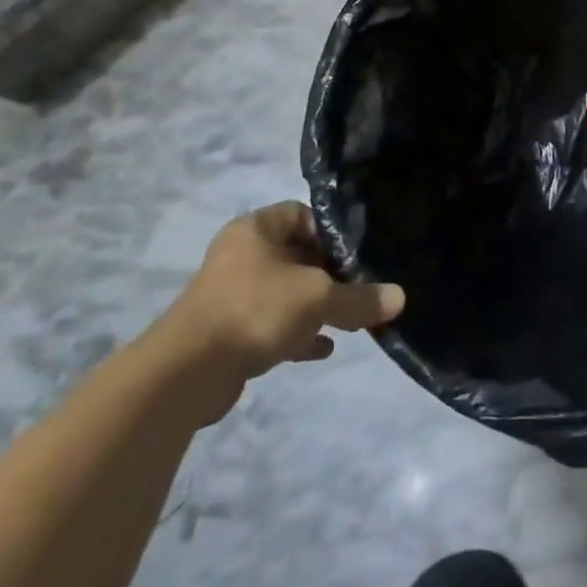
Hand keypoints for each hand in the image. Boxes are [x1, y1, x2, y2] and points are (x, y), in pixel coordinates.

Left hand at [152, 202, 405, 393]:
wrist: (187, 373)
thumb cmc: (254, 309)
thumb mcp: (317, 298)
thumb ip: (359, 298)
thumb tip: (400, 298)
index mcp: (256, 230)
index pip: (301, 214)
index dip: (331, 231)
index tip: (357, 253)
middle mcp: (241, 255)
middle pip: (297, 255)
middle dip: (329, 273)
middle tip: (360, 287)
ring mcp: (232, 294)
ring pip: (285, 292)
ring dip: (314, 305)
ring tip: (349, 319)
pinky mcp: (229, 331)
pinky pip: (272, 324)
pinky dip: (297, 333)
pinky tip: (323, 348)